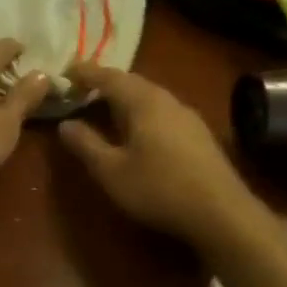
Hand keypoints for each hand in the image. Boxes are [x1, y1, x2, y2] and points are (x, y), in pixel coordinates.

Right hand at [57, 63, 268, 253]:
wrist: (222, 214)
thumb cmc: (159, 188)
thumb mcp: (111, 171)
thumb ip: (86, 144)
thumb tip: (65, 124)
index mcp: (143, 101)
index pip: (108, 76)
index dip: (84, 72)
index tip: (63, 72)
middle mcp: (167, 100)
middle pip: (131, 82)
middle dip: (103, 83)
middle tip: (79, 90)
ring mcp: (187, 116)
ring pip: (148, 96)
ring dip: (123, 98)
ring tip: (103, 109)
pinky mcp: (198, 134)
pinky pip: (161, 111)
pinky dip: (140, 112)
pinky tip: (136, 131)